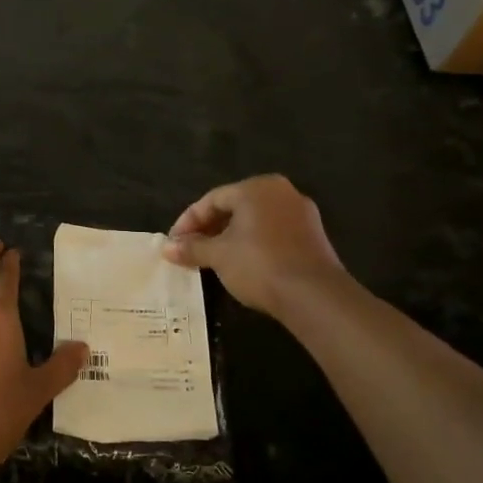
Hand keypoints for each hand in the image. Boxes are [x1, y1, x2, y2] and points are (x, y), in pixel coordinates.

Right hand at [162, 175, 345, 315]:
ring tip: (212, 260)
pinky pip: (273, 233)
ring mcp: (301, 213)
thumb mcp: (218, 256)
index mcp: (256, 187)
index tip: (174, 244)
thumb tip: (167, 248)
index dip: (188, 222)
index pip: (212, 199)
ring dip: (230, 238)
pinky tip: (242, 264)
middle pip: (234, 207)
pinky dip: (253, 244)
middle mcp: (281, 192)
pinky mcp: (313, 236)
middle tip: (190, 251)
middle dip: (209, 229)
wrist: (314, 295)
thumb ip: (192, 248)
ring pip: (254, 221)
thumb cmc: (259, 264)